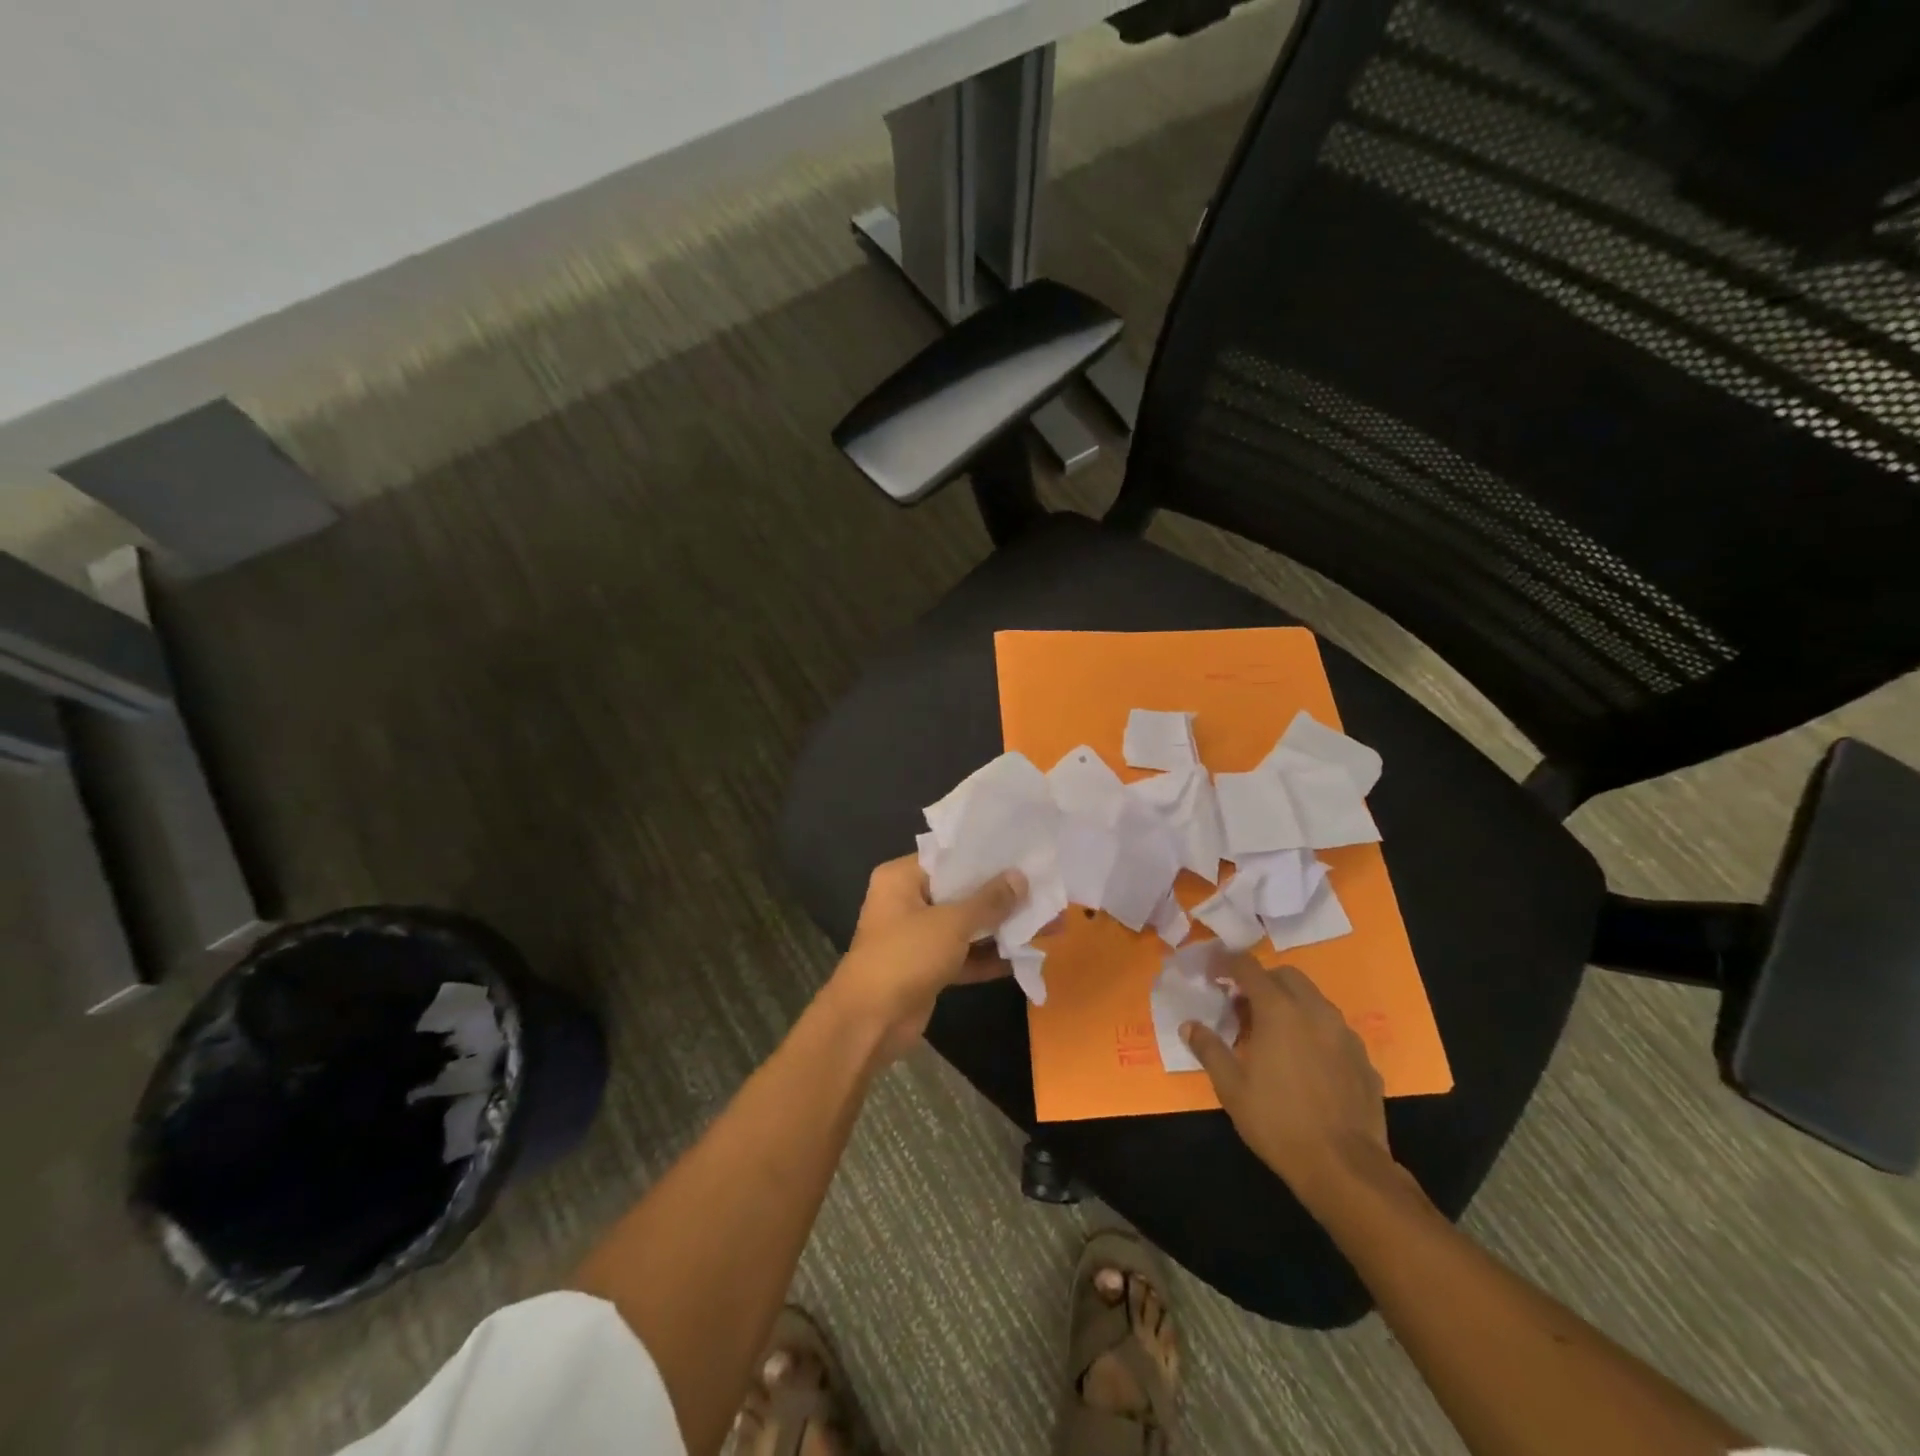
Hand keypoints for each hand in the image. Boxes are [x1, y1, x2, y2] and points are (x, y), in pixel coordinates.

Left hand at [824, 854, 1026, 1065]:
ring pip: (966, 926)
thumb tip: (1020, 877)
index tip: (1024, 854)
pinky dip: (989, 956)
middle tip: (1045, 891)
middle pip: (961, 892)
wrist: (869, 1023)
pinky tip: (1027, 955)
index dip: (987, 857)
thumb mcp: (951, 923)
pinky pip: (964, 955)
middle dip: (1002, 897)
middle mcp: (908, 902)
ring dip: (1001, 928)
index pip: (949, 858)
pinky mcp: (928, 969)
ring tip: (1047, 922)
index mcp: (902, 878)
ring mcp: (917, 938)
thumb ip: (988, 901)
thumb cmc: (904, 956)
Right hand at [1182, 960, 1397, 1210]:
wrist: (1345, 1168)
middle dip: (1262, 981)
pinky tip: (1305, 1062)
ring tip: (1273, 1034)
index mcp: (1278, 1010)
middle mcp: (1315, 1011)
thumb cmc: (1278, 1122)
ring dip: (1290, 1004)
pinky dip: (1314, 1030)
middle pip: (1286, 976)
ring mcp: (1345, 1034)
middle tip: (1242, 1006)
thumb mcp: (1231, 1087)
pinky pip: (1333, 1030)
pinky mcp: (1364, 1059)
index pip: (1249, 967)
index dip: (1227, 964)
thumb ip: (1209, 1049)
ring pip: (1314, 1000)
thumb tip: (1189, 1026)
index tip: (1213, 973)